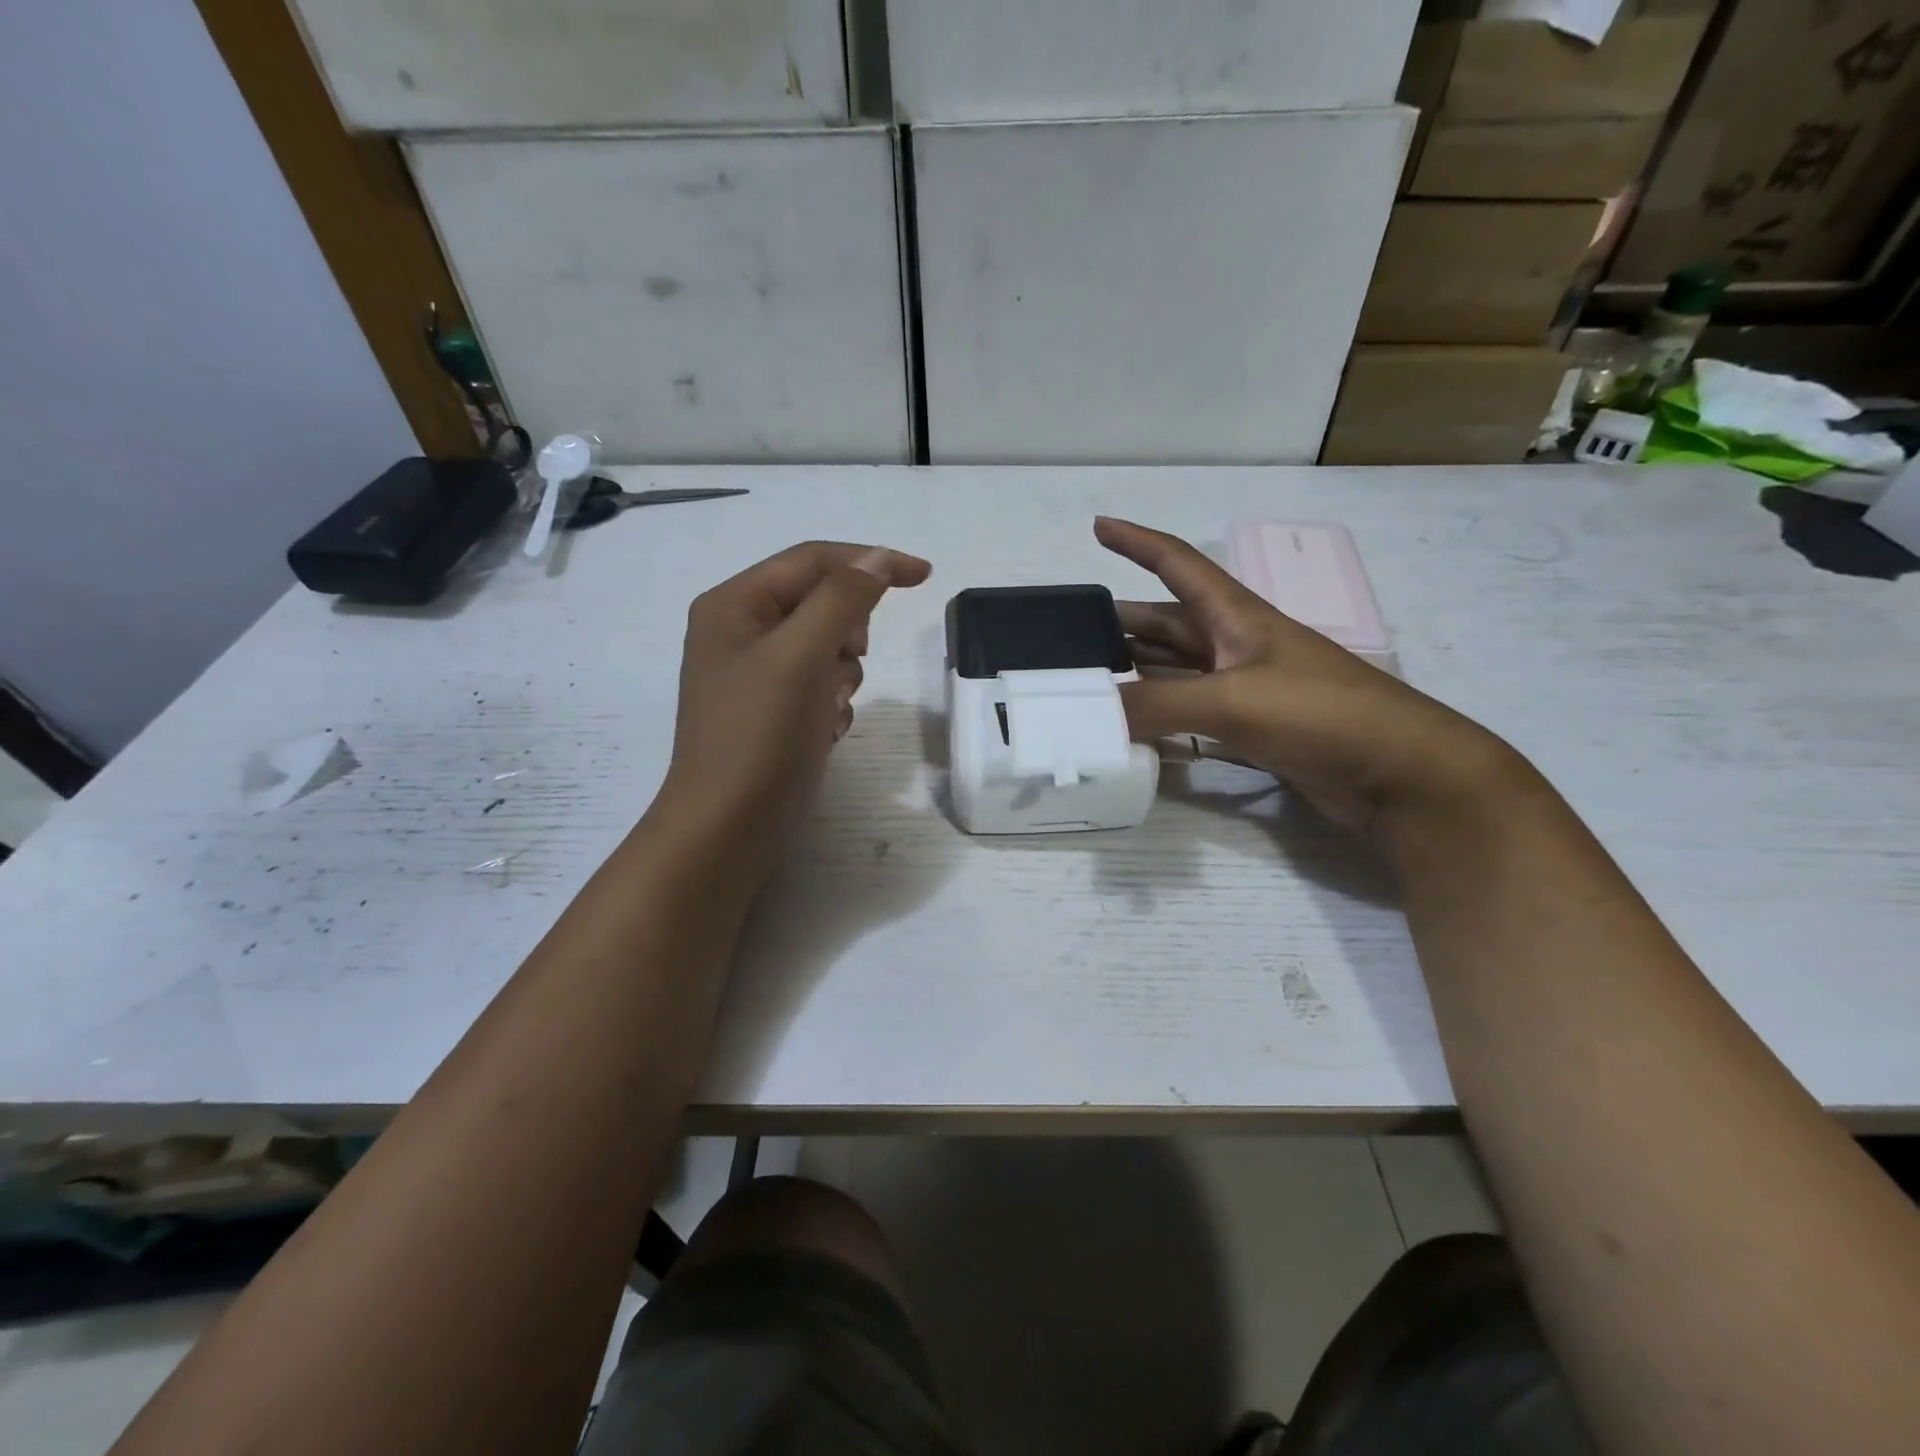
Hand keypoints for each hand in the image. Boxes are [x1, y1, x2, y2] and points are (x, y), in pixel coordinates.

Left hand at [657, 541, 930, 875]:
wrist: (729, 827)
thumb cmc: (759, 734)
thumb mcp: (800, 655)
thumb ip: (842, 598)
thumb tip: (879, 560)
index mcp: (734, 604)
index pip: (813, 560)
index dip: (870, 561)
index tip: (924, 576)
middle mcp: (742, 631)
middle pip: (821, 602)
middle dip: (848, 630)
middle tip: (851, 656)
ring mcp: (759, 674)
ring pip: (828, 647)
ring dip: (843, 672)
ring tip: (828, 705)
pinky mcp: (777, 711)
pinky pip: (823, 685)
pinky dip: (834, 702)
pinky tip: (824, 730)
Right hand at [1096, 517, 1517, 839]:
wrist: (1398, 771)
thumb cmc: (1319, 713)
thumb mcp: (1231, 700)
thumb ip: (1156, 705)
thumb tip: (1088, 717)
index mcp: (1237, 617)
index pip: (1178, 563)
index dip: (1137, 542)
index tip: (1099, 526)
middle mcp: (1238, 645)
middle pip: (1171, 622)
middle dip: (1126, 621)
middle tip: (1075, 634)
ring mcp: (1247, 688)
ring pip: (1179, 669)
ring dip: (1140, 669)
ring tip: (1094, 678)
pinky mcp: (1254, 728)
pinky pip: (1193, 712)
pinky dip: (1162, 714)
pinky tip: (1136, 725)